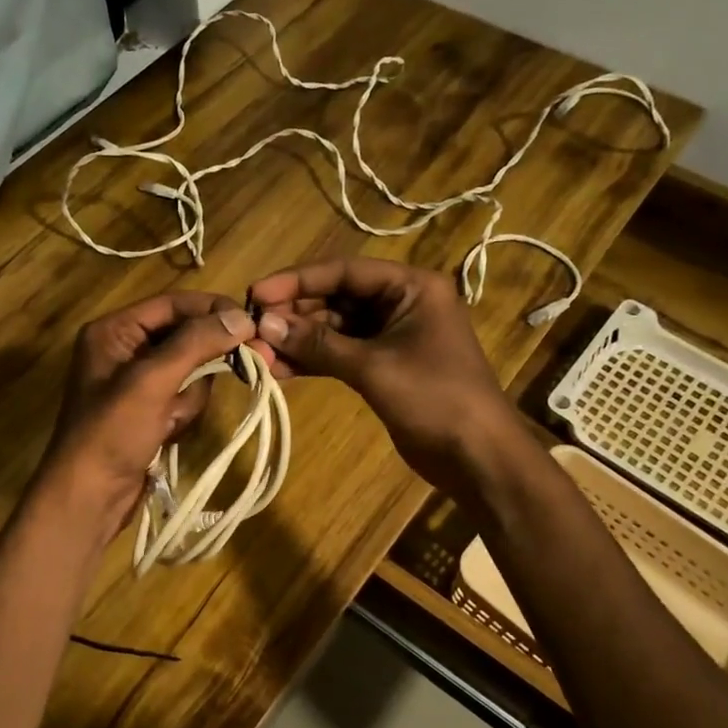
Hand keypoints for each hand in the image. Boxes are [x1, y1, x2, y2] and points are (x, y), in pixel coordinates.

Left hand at [36, 291, 270, 536]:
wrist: (89, 497)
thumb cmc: (112, 432)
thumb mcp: (152, 381)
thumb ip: (195, 343)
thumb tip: (242, 317)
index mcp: (114, 331)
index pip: (172, 303)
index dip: (211, 309)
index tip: (251, 322)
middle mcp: (124, 349)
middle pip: (185, 337)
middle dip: (201, 361)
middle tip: (244, 364)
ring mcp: (137, 383)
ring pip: (190, 371)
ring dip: (189, 396)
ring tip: (170, 419)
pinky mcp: (149, 411)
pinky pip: (184, 398)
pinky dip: (183, 414)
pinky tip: (167, 433)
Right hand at [248, 258, 518, 497]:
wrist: (477, 457)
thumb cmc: (434, 398)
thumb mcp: (373, 367)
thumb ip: (318, 344)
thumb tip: (264, 325)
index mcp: (411, 287)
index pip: (344, 271)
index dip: (297, 281)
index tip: (256, 294)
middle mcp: (400, 303)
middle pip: (336, 298)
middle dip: (294, 315)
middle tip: (251, 331)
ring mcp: (390, 336)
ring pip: (334, 329)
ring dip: (298, 340)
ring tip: (259, 355)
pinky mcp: (382, 366)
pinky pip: (340, 354)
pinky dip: (313, 361)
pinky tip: (280, 371)